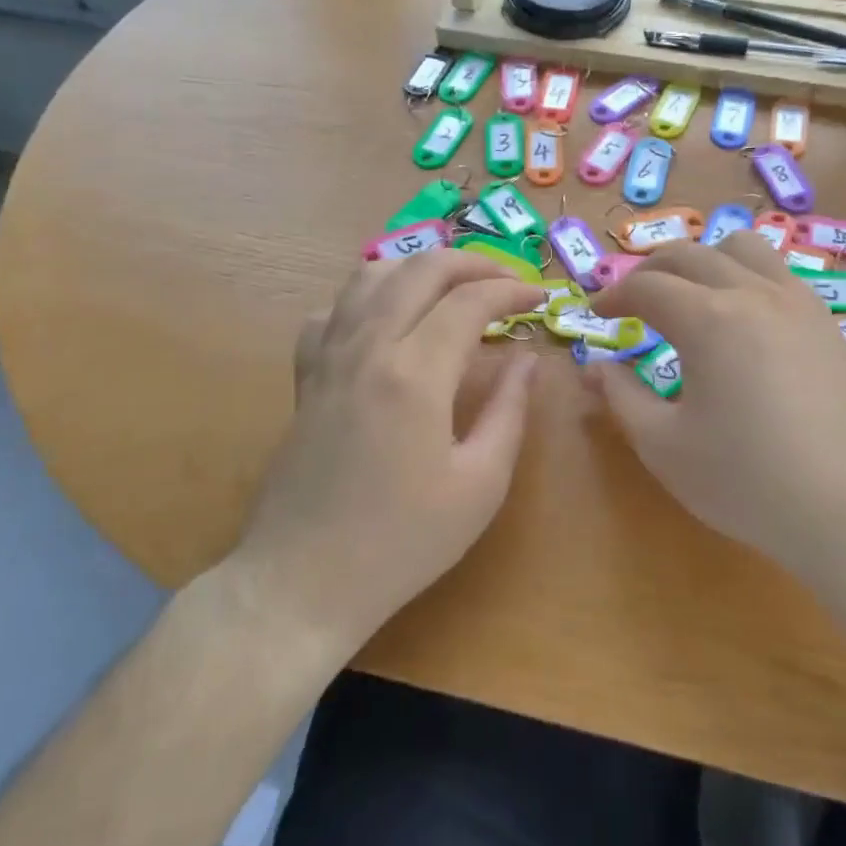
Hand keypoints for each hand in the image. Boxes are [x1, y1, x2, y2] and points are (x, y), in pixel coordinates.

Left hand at [225, 250, 540, 653]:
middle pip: (420, 269)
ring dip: (419, 267)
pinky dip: (367, 298)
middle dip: (472, 263)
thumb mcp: (480, 484)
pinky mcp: (306, 377)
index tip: (541, 299)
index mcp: (415, 373)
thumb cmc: (402, 542)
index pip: (470, 300)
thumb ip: (510, 410)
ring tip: (453, 287)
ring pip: (370, 276)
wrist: (303, 581)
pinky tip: (387, 322)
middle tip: (507, 281)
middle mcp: (367, 347)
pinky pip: (332, 311)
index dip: (513, 290)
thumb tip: (528, 359)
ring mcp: (328, 358)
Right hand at [587, 234, 845, 579]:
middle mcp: (754, 293)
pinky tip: (742, 319)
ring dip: (703, 259)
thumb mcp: (664, 445)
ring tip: (689, 294)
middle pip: (690, 254)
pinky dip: (744, 275)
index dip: (614, 296)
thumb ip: (621, 396)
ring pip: (743, 247)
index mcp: (709, 319)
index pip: (647, 286)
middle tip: (631, 301)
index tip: (597, 314)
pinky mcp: (827, 322)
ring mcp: (798, 302)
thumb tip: (593, 367)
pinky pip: (777, 273)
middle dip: (650, 271)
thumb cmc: (748, 481)